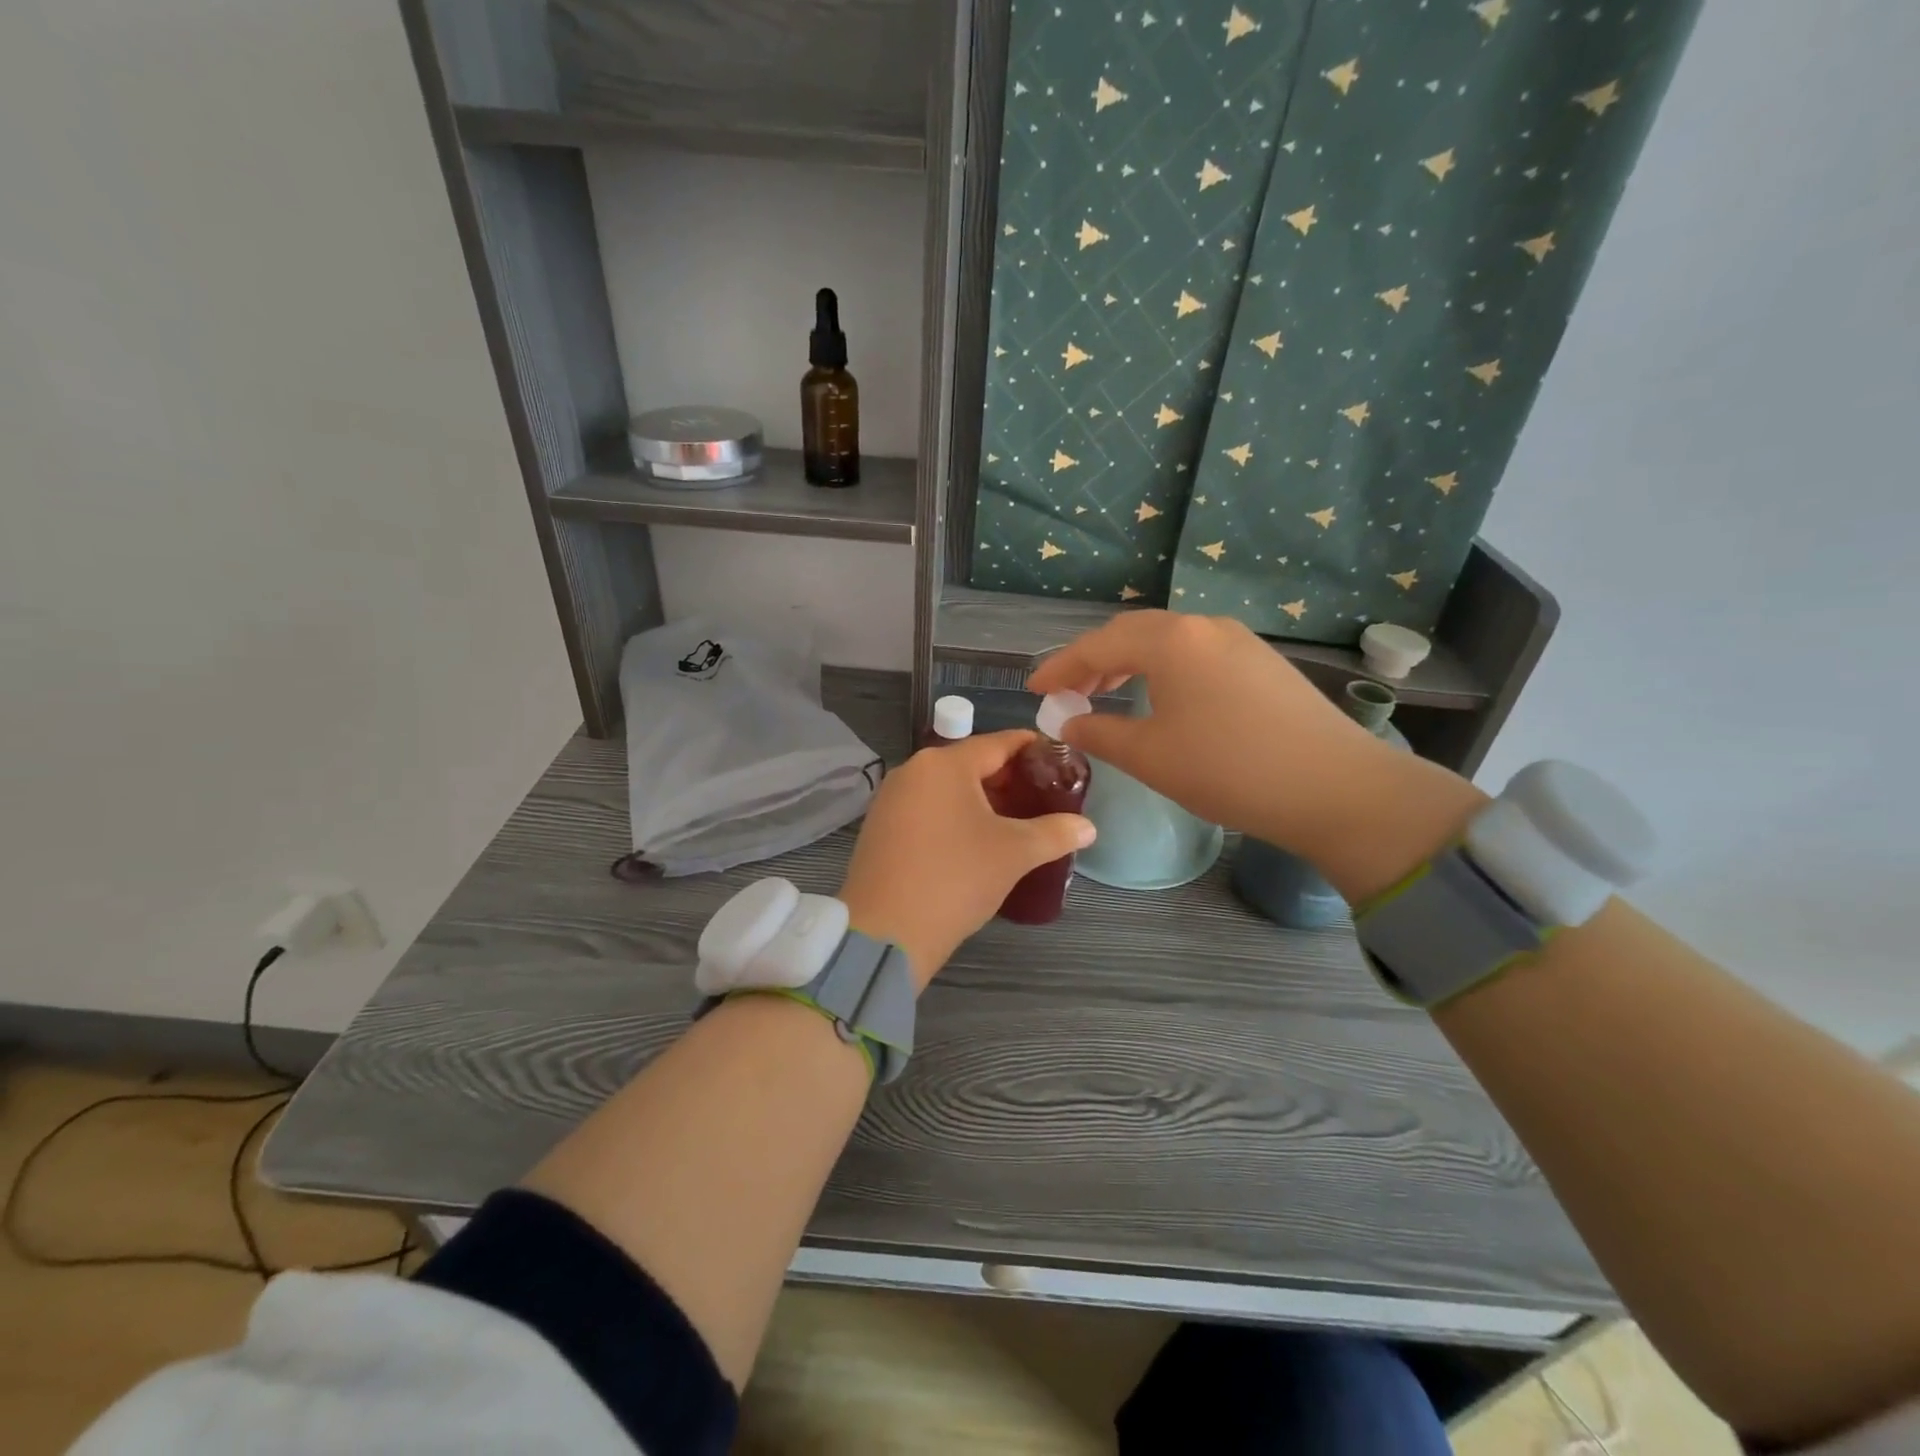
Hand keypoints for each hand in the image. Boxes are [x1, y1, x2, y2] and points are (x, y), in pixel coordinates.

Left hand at [838, 730, 1095, 986]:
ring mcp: (891, 799)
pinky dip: (954, 816)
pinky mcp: (880, 827)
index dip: (1032, 748)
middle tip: (1043, 798)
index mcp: (945, 764)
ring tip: (1015, 822)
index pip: (999, 743)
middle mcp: (913, 770)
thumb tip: (1088, 827)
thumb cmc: (955, 879)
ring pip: (947, 788)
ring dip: (981, 800)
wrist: (886, 932)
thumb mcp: (1014, 853)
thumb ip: (1055, 832)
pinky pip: (927, 809)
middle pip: (971, 764)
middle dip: (1008, 779)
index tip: (1059, 760)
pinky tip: (974, 841)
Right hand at [1027, 611, 1483, 896]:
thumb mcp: (1149, 755)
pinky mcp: (1262, 662)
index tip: (1034, 689)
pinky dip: (1165, 669)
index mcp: (1170, 640)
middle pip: (1132, 633)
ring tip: (1107, 692)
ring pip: (1168, 641)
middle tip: (1068, 691)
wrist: (1334, 787)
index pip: (1098, 645)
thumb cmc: (1227, 769)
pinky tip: (1162, 698)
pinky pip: (1196, 654)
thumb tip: (1067, 720)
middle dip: (1094, 660)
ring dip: (1130, 662)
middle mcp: (1204, 626)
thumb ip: (1099, 731)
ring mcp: (1239, 640)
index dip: (1060, 667)